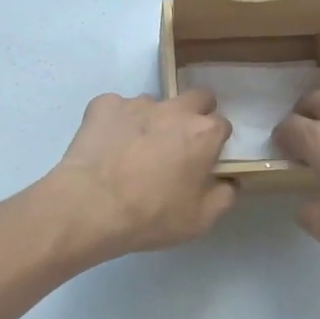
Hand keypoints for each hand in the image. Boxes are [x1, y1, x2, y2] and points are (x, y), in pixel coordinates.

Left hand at [42, 90, 236, 258]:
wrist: (90, 206)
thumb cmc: (151, 216)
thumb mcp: (199, 220)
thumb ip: (223, 197)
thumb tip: (229, 182)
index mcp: (203, 133)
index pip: (222, 125)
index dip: (215, 142)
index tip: (205, 160)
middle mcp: (174, 109)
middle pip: (196, 98)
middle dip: (194, 114)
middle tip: (179, 144)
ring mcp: (137, 103)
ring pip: (154, 104)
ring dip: (151, 121)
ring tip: (133, 150)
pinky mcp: (104, 105)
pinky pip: (116, 108)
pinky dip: (116, 122)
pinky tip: (107, 146)